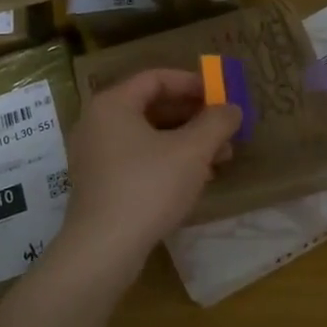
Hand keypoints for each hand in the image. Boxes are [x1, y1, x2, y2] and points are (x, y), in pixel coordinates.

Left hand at [53, 69, 241, 291]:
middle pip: (151, 107)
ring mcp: (95, 155)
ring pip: (147, 136)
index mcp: (113, 104)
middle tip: (225, 129)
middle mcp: (97, 123)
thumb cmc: (148, 187)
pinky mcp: (99, 183)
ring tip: (220, 158)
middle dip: (193, 117)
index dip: (192, 83)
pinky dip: (167, 161)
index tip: (221, 96)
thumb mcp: (191, 151)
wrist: (103, 248)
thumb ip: (215, 123)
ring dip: (185, 142)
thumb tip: (231, 108)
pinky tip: (195, 179)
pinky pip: (137, 159)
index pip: (155, 78)